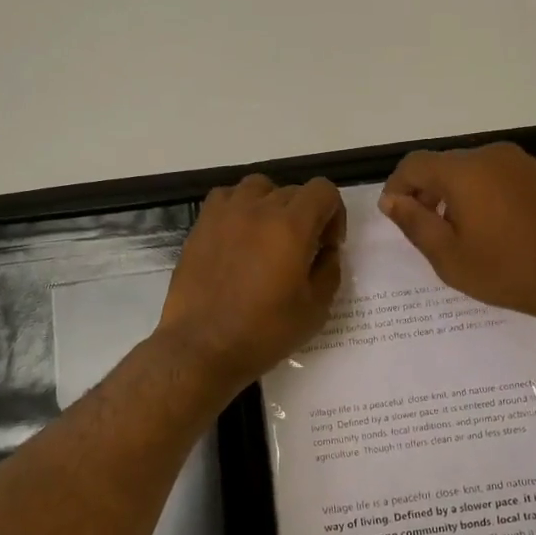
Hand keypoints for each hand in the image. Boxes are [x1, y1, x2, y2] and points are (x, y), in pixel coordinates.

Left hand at [157, 174, 345, 388]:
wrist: (202, 347)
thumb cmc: (264, 333)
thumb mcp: (315, 309)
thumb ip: (329, 271)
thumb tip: (327, 251)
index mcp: (291, 226)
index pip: (323, 191)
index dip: (334, 214)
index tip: (327, 245)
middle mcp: (258, 209)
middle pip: (293, 191)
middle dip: (306, 215)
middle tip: (302, 251)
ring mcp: (225, 214)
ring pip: (258, 187)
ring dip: (271, 205)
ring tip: (268, 237)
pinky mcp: (201, 226)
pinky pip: (226, 198)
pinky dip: (239, 208)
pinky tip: (239, 237)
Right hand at [379, 143, 535, 331]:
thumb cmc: (508, 270)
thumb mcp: (449, 256)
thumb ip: (415, 223)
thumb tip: (392, 200)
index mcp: (464, 171)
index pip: (414, 164)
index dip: (397, 186)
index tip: (395, 215)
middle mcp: (491, 155)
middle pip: (444, 165)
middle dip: (426, 192)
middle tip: (426, 230)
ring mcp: (521, 163)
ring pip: (472, 170)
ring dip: (455, 194)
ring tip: (460, 233)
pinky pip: (498, 177)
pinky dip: (483, 194)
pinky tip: (493, 229)